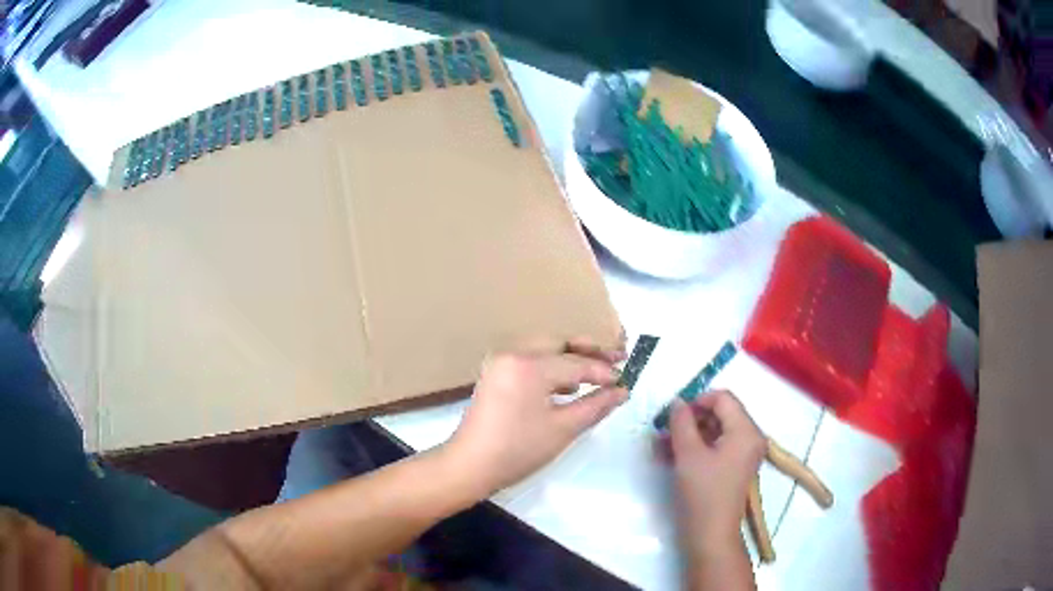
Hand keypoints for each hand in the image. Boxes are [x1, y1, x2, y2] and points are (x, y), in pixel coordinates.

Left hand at [447, 338, 627, 496]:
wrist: (470, 465)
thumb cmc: (518, 450)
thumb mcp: (563, 429)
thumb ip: (595, 406)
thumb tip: (622, 391)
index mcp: (529, 365)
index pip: (576, 362)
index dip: (604, 372)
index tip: (626, 380)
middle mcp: (513, 353)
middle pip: (559, 342)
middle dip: (589, 350)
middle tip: (618, 357)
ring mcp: (501, 361)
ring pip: (545, 349)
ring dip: (571, 357)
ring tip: (598, 371)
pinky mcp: (496, 373)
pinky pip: (530, 360)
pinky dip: (551, 367)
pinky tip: (568, 385)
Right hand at [670, 391, 765, 554]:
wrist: (710, 534)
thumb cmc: (702, 493)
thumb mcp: (688, 454)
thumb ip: (682, 422)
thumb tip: (677, 402)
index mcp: (746, 430)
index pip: (723, 398)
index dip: (697, 400)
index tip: (673, 414)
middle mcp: (750, 437)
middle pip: (720, 414)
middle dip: (690, 419)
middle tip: (664, 430)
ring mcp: (744, 453)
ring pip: (715, 431)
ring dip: (689, 434)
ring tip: (661, 445)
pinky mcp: (734, 466)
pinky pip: (716, 446)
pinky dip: (695, 448)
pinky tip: (671, 456)